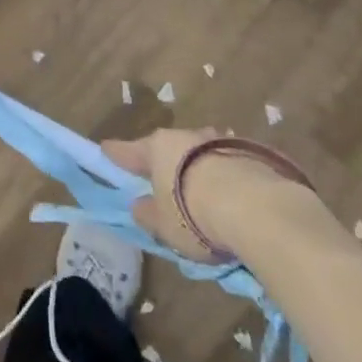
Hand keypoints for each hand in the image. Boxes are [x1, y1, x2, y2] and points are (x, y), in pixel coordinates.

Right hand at [102, 127, 314, 261]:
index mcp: (157, 148)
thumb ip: (147, 213)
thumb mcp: (163, 225)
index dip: (116, 154)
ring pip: (200, 154)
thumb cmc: (194, 213)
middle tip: (163, 181)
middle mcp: (185, 137)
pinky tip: (232, 197)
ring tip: (203, 193)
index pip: (128, 151)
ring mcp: (218, 142)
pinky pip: (227, 165)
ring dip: (198, 168)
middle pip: (168, 149)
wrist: (257, 208)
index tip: (105, 150)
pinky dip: (224, 178)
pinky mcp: (249, 154)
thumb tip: (140, 204)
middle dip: (165, 163)